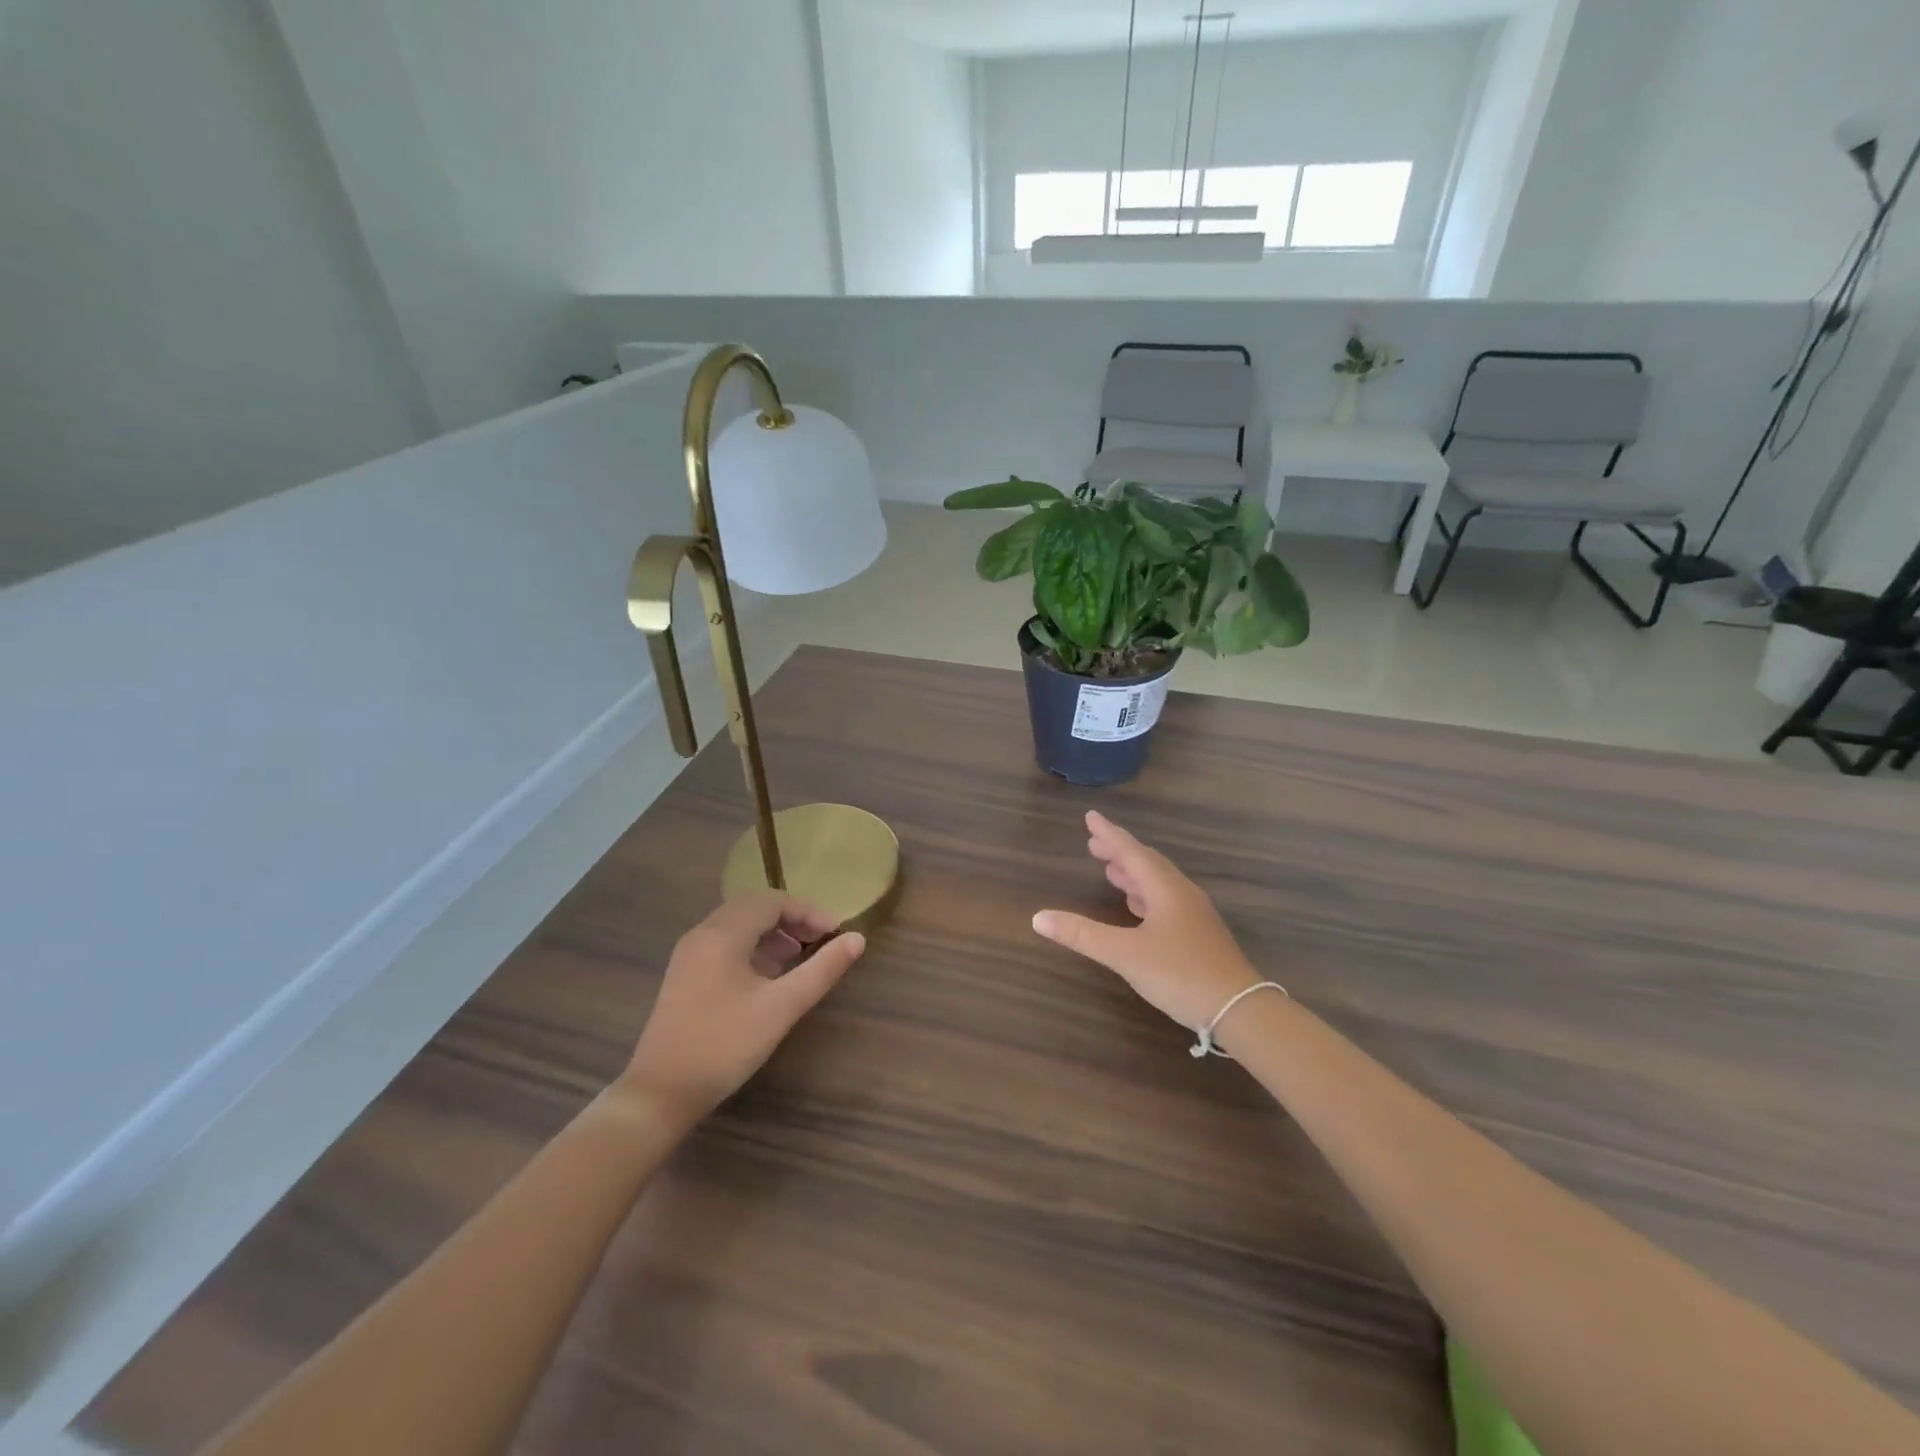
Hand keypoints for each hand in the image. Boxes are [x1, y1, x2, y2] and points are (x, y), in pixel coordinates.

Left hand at [624, 893, 864, 1120]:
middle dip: (791, 918)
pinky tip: (768, 976)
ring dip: (771, 932)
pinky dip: (752, 947)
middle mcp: (702, 933)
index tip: (835, 935)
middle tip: (819, 941)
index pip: (773, 901)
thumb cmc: (725, 1044)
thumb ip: (822, 969)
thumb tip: (858, 939)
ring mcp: (689, 954)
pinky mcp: (684, 975)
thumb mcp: (781, 1007)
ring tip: (799, 956)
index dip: (808, 912)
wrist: (660, 1093)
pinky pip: (724, 943)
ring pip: (737, 924)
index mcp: (723, 933)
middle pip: (753, 907)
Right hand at [1033, 811, 1258, 1032]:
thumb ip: (1082, 935)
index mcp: (1165, 889)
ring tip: (1111, 869)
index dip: (1109, 834)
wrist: (1240, 1008)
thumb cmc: (1180, 974)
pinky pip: (1166, 899)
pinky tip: (1137, 906)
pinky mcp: (1198, 933)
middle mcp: (1181, 893)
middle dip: (1119, 851)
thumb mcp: (1125, 955)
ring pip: (1158, 882)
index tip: (1090, 816)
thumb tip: (1038, 918)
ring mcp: (1193, 914)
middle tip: (1094, 842)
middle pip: (1147, 862)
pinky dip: (1145, 893)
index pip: (1131, 852)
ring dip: (1133, 872)